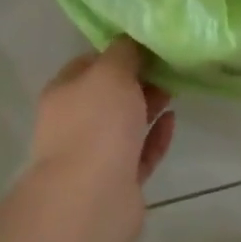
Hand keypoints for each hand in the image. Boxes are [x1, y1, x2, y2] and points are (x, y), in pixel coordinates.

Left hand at [28, 38, 174, 241]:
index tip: (147, 45)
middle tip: (168, 67)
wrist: (92, 199)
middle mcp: (74, 123)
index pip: (90, 63)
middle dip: (137, 80)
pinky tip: (173, 121)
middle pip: (109, 95)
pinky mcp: (118, 182)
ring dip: (149, 106)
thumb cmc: (96, 124)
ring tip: (176, 90)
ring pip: (125, 124)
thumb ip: (123, 53)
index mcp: (64, 93)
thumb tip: (131, 42)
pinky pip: (139, 153)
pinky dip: (155, 137)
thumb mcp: (111, 72)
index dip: (117, 53)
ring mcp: (95, 155)